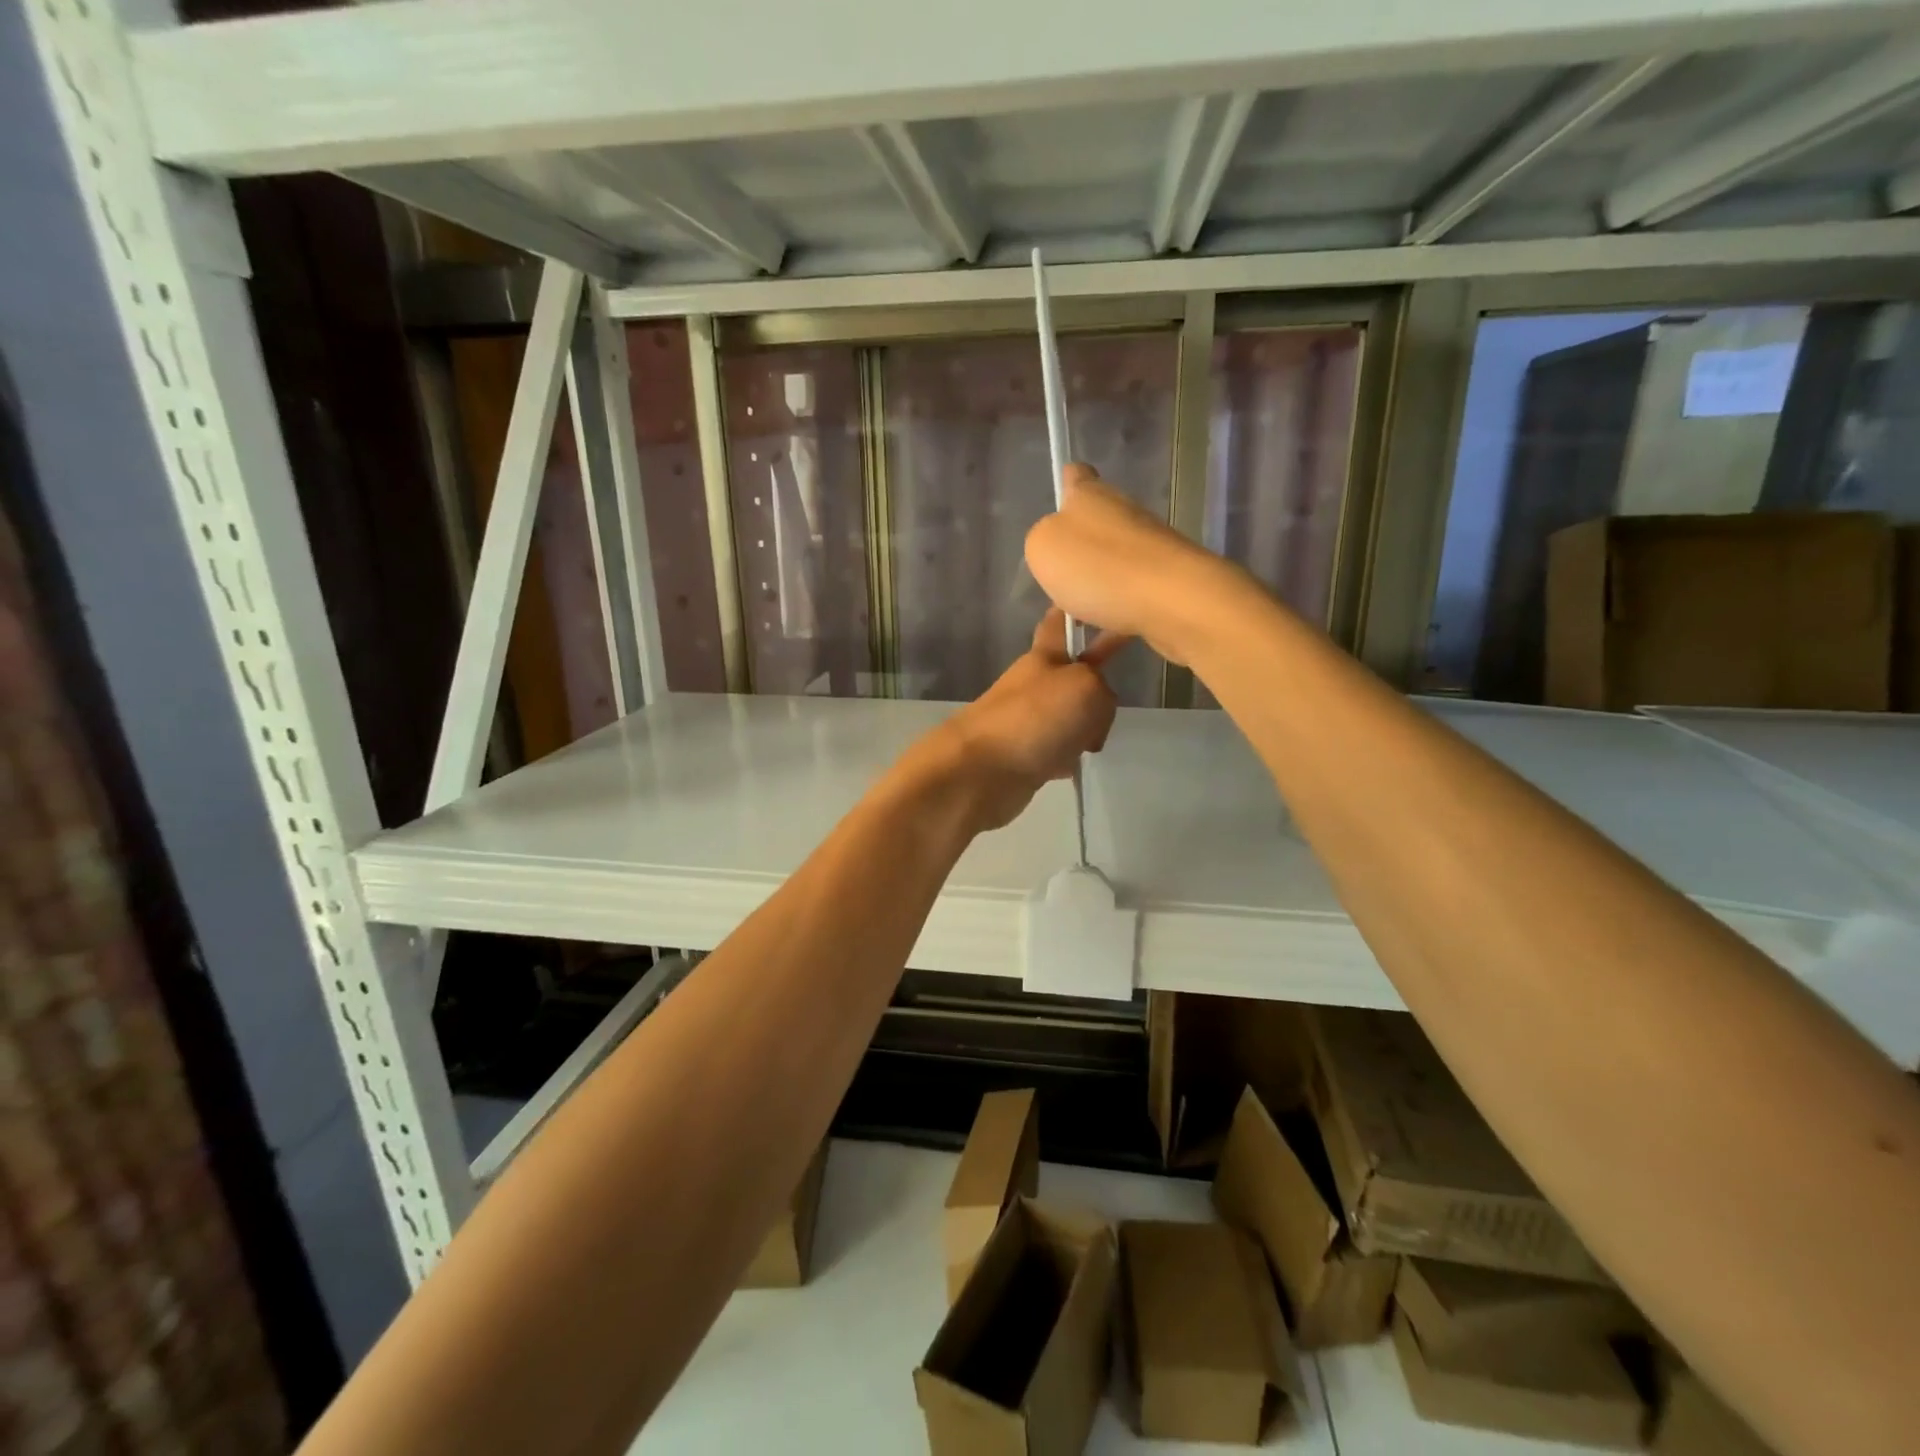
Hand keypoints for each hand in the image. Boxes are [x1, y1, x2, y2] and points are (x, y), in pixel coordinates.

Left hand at [908, 609, 1123, 832]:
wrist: (982, 771)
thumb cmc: (1036, 717)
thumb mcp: (1088, 688)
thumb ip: (1104, 691)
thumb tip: (1091, 720)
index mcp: (1045, 655)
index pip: (1060, 621)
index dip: (1075, 611)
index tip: (1094, 603)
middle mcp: (1035, 683)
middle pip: (1073, 676)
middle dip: (1095, 689)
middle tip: (1107, 707)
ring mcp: (1027, 719)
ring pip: (1069, 716)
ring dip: (1084, 728)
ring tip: (1089, 742)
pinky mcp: (1024, 754)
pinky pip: (1057, 750)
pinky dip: (1065, 759)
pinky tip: (1068, 765)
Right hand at [1025, 465, 1243, 666]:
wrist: (1171, 601)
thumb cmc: (1097, 565)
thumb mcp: (1043, 548)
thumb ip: (1041, 541)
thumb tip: (1057, 546)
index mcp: (1091, 496)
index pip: (1077, 477)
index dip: (1068, 482)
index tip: (1062, 493)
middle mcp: (1123, 516)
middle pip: (1096, 525)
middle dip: (1077, 549)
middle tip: (1055, 579)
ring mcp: (1148, 552)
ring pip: (1111, 566)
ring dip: (1093, 588)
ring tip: (1070, 619)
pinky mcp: (1164, 587)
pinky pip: (1126, 602)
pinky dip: (1109, 621)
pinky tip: (1092, 648)